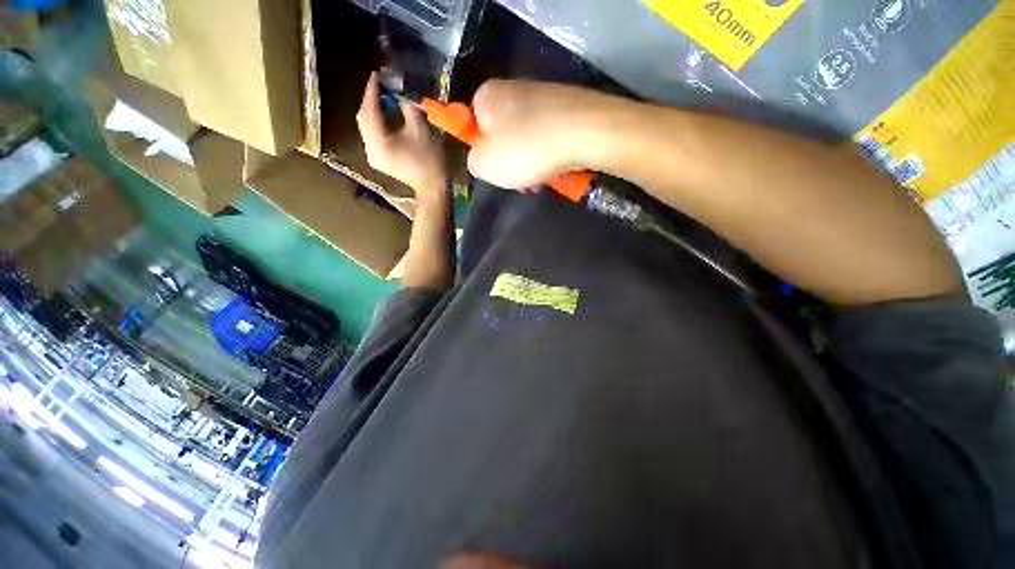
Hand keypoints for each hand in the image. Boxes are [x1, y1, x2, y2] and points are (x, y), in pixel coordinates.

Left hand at [357, 72, 447, 200]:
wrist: (433, 188)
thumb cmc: (430, 160)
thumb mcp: (420, 129)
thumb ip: (407, 105)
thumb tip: (399, 89)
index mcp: (378, 142)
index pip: (369, 110)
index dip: (372, 89)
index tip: (378, 73)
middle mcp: (369, 149)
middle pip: (364, 118)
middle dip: (371, 99)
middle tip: (383, 85)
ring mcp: (373, 156)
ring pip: (367, 126)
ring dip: (374, 110)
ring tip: (386, 98)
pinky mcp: (378, 159)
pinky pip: (373, 135)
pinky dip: (378, 123)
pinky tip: (387, 116)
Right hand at [467, 80, 614, 189]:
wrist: (585, 132)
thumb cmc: (526, 150)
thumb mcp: (486, 166)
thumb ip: (474, 162)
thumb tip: (481, 160)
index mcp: (487, 96)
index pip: (474, 124)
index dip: (483, 150)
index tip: (496, 168)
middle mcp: (513, 88)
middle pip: (504, 133)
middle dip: (511, 160)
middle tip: (520, 179)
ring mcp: (544, 94)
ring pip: (528, 138)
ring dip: (531, 161)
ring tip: (542, 178)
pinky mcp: (567, 104)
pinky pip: (549, 135)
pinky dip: (550, 153)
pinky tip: (557, 166)